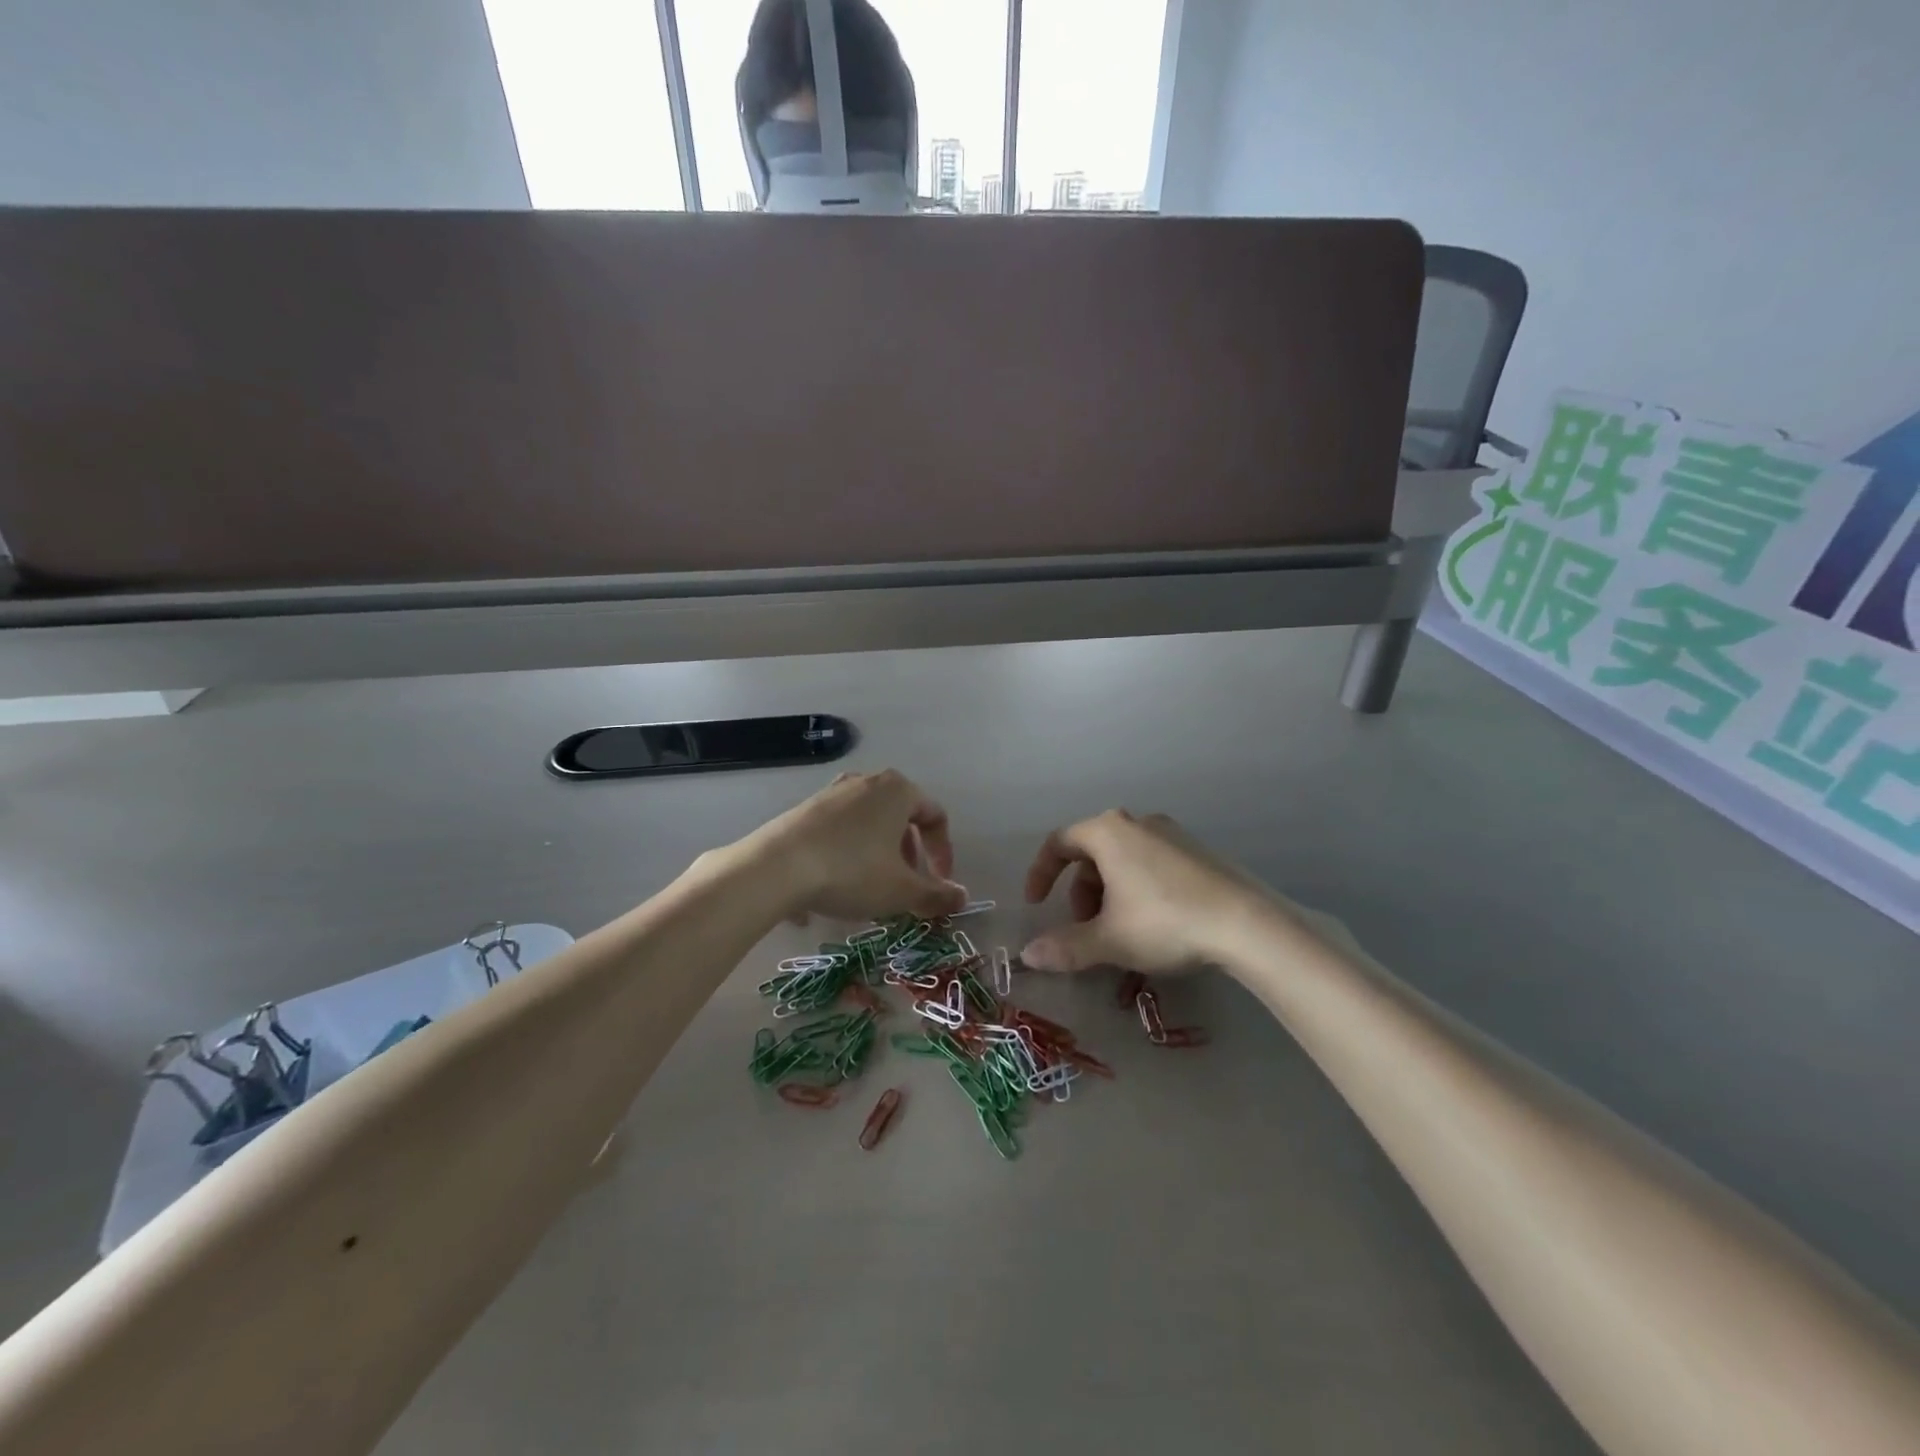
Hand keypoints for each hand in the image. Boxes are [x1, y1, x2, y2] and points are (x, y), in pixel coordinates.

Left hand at [742, 769, 967, 923]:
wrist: (776, 867)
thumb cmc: (852, 871)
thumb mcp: (901, 891)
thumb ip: (936, 894)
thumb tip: (962, 898)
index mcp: (898, 790)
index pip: (935, 816)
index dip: (943, 852)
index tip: (939, 884)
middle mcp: (867, 781)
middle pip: (901, 817)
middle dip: (910, 855)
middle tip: (906, 886)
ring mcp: (832, 792)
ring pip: (870, 823)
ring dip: (880, 855)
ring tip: (872, 888)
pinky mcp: (805, 808)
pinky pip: (842, 830)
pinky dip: (851, 853)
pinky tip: (838, 884)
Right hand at [1020, 809, 1280, 973]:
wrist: (1246, 923)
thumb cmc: (1164, 922)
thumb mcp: (1108, 940)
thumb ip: (1064, 947)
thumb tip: (1027, 955)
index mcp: (1108, 831)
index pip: (1059, 843)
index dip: (1040, 873)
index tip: (1036, 905)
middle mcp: (1137, 823)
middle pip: (1092, 855)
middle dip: (1081, 895)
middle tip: (1087, 930)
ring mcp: (1172, 834)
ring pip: (1123, 863)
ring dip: (1110, 898)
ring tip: (1122, 937)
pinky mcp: (1197, 852)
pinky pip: (1152, 866)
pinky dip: (1139, 893)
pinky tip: (1154, 928)